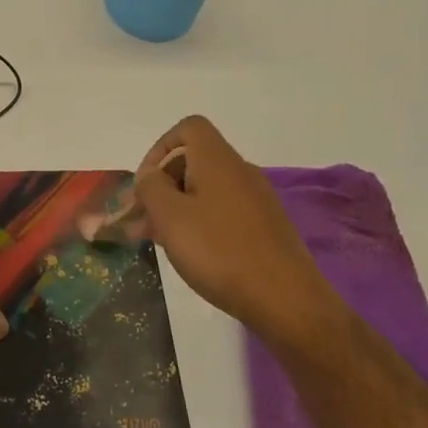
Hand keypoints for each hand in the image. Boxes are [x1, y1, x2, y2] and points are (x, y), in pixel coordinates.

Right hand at [133, 116, 334, 338]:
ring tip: (158, 241)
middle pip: (194, 160)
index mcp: (217, 160)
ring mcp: (257, 200)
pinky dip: (201, 223)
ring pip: (207, 190)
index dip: (160, 147)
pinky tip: (191, 254)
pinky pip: (223, 212)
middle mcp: (240, 172)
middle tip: (142, 220)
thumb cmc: (219, 251)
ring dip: (178, 208)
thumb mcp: (170, 217)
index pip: (189, 128)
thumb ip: (151, 188)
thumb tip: (150, 174)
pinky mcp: (265, 227)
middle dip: (163, 185)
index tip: (147, 183)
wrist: (285, 299)